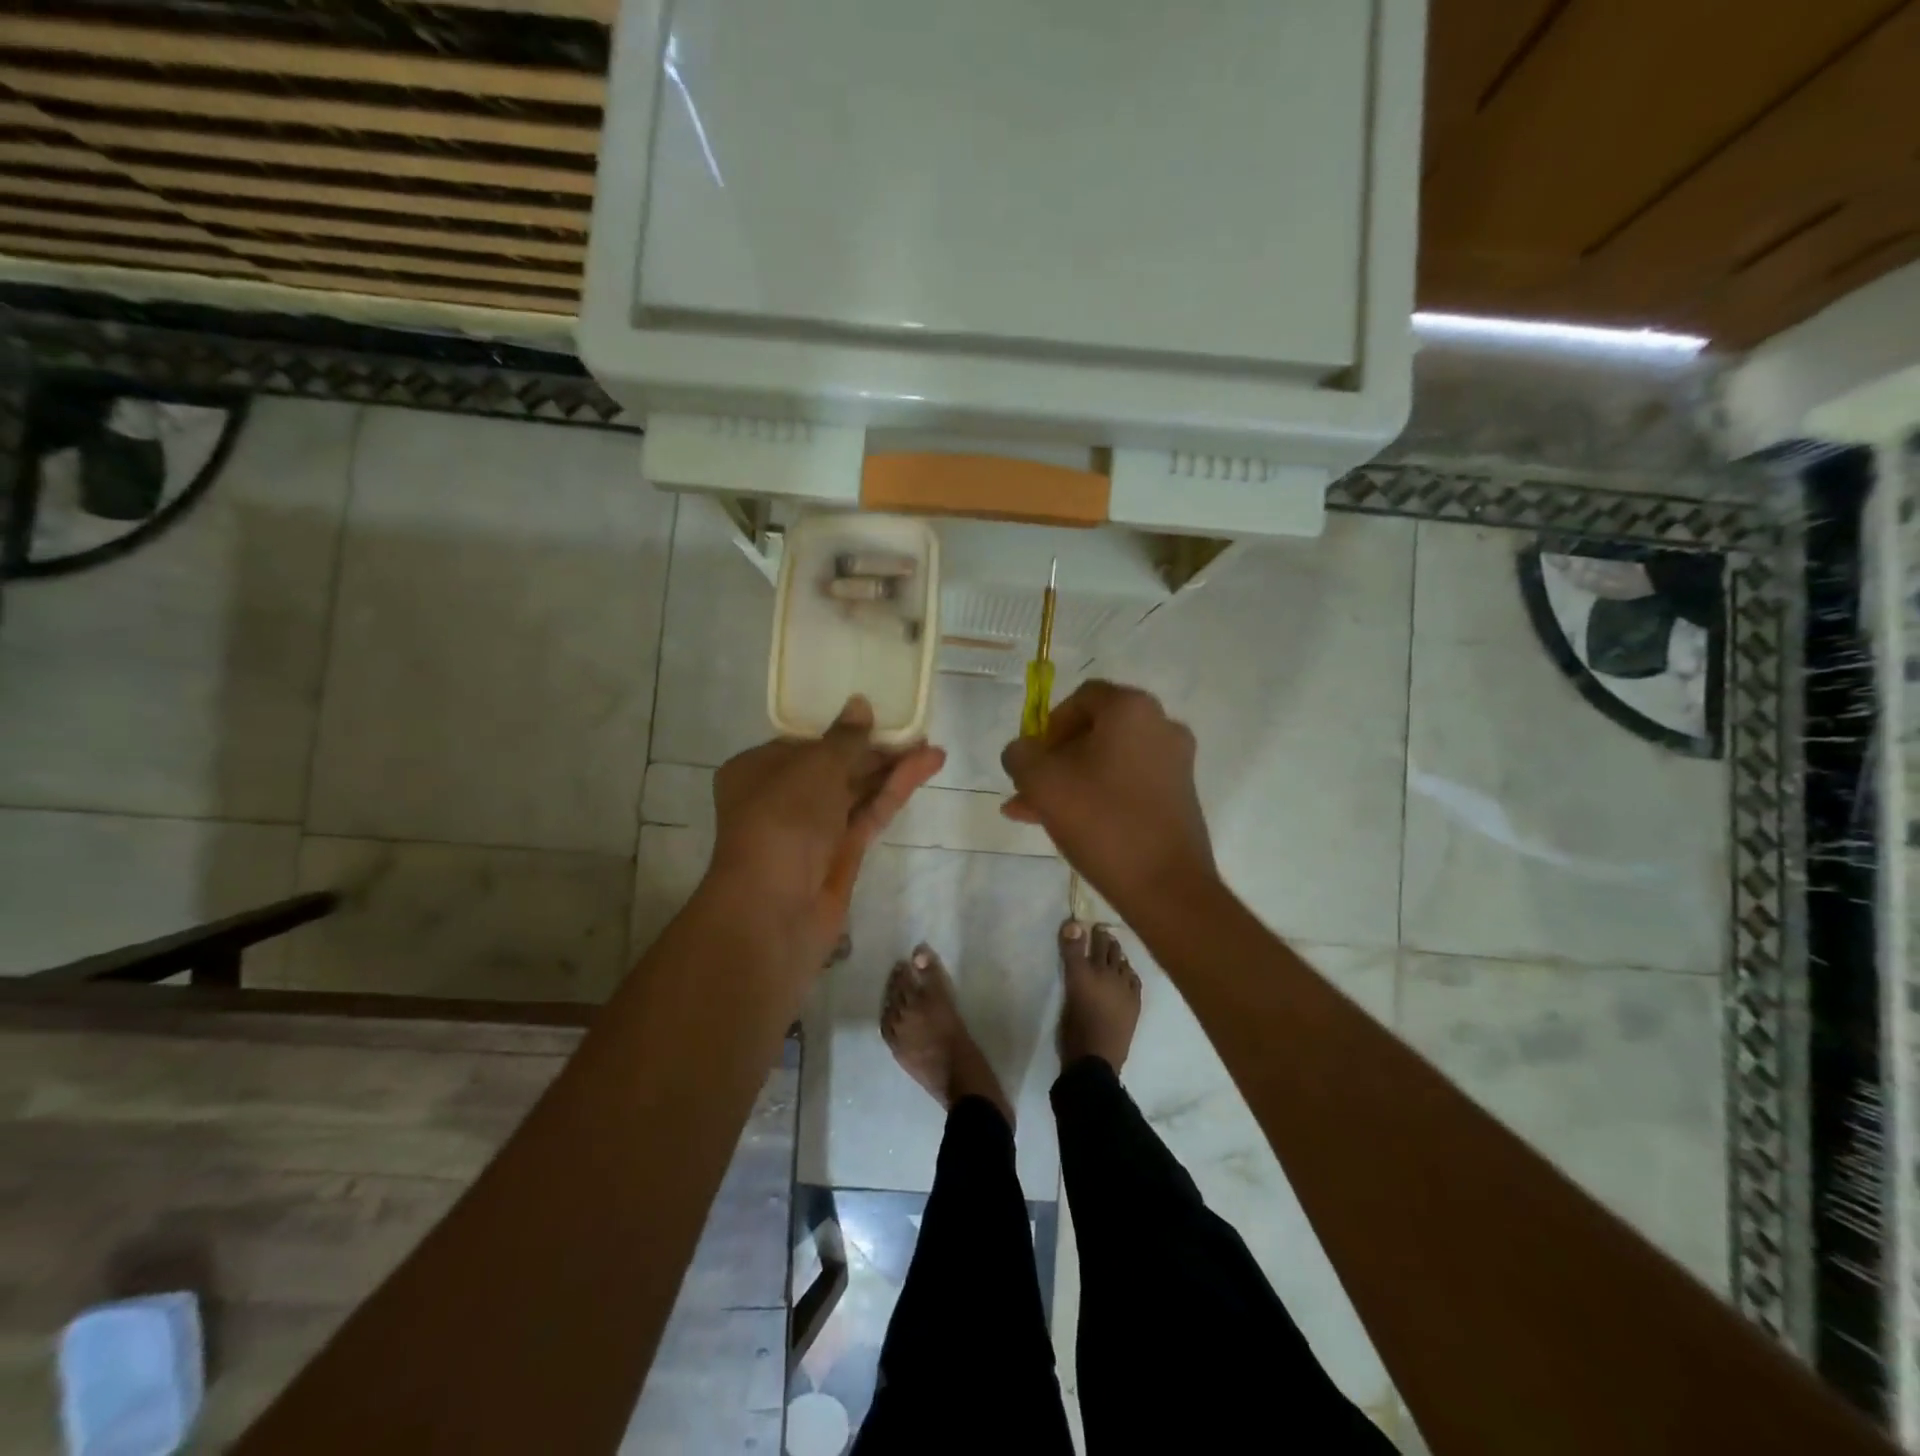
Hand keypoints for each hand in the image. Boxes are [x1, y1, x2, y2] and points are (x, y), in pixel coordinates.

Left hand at [707, 697, 944, 970]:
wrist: (775, 909)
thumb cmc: (782, 820)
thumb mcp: (814, 767)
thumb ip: (844, 738)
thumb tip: (860, 704)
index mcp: (758, 770)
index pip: (805, 743)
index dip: (842, 729)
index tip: (878, 715)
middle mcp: (782, 797)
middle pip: (835, 766)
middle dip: (874, 749)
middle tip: (914, 731)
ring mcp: (813, 829)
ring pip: (856, 791)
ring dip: (891, 769)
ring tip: (932, 748)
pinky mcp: (841, 853)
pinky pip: (868, 813)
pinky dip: (894, 791)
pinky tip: (924, 768)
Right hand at [1001, 680, 1214, 910]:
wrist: (1165, 886)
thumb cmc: (1101, 821)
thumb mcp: (1042, 782)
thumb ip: (1021, 755)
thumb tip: (1022, 751)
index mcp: (1132, 710)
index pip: (1082, 698)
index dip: (1048, 724)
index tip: (1032, 757)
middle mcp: (1161, 726)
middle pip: (1095, 732)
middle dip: (1054, 759)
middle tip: (1027, 788)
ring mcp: (1175, 763)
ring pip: (1108, 762)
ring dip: (1069, 781)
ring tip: (1033, 813)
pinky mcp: (1179, 796)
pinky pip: (1128, 784)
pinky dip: (1097, 795)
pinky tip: (1067, 825)